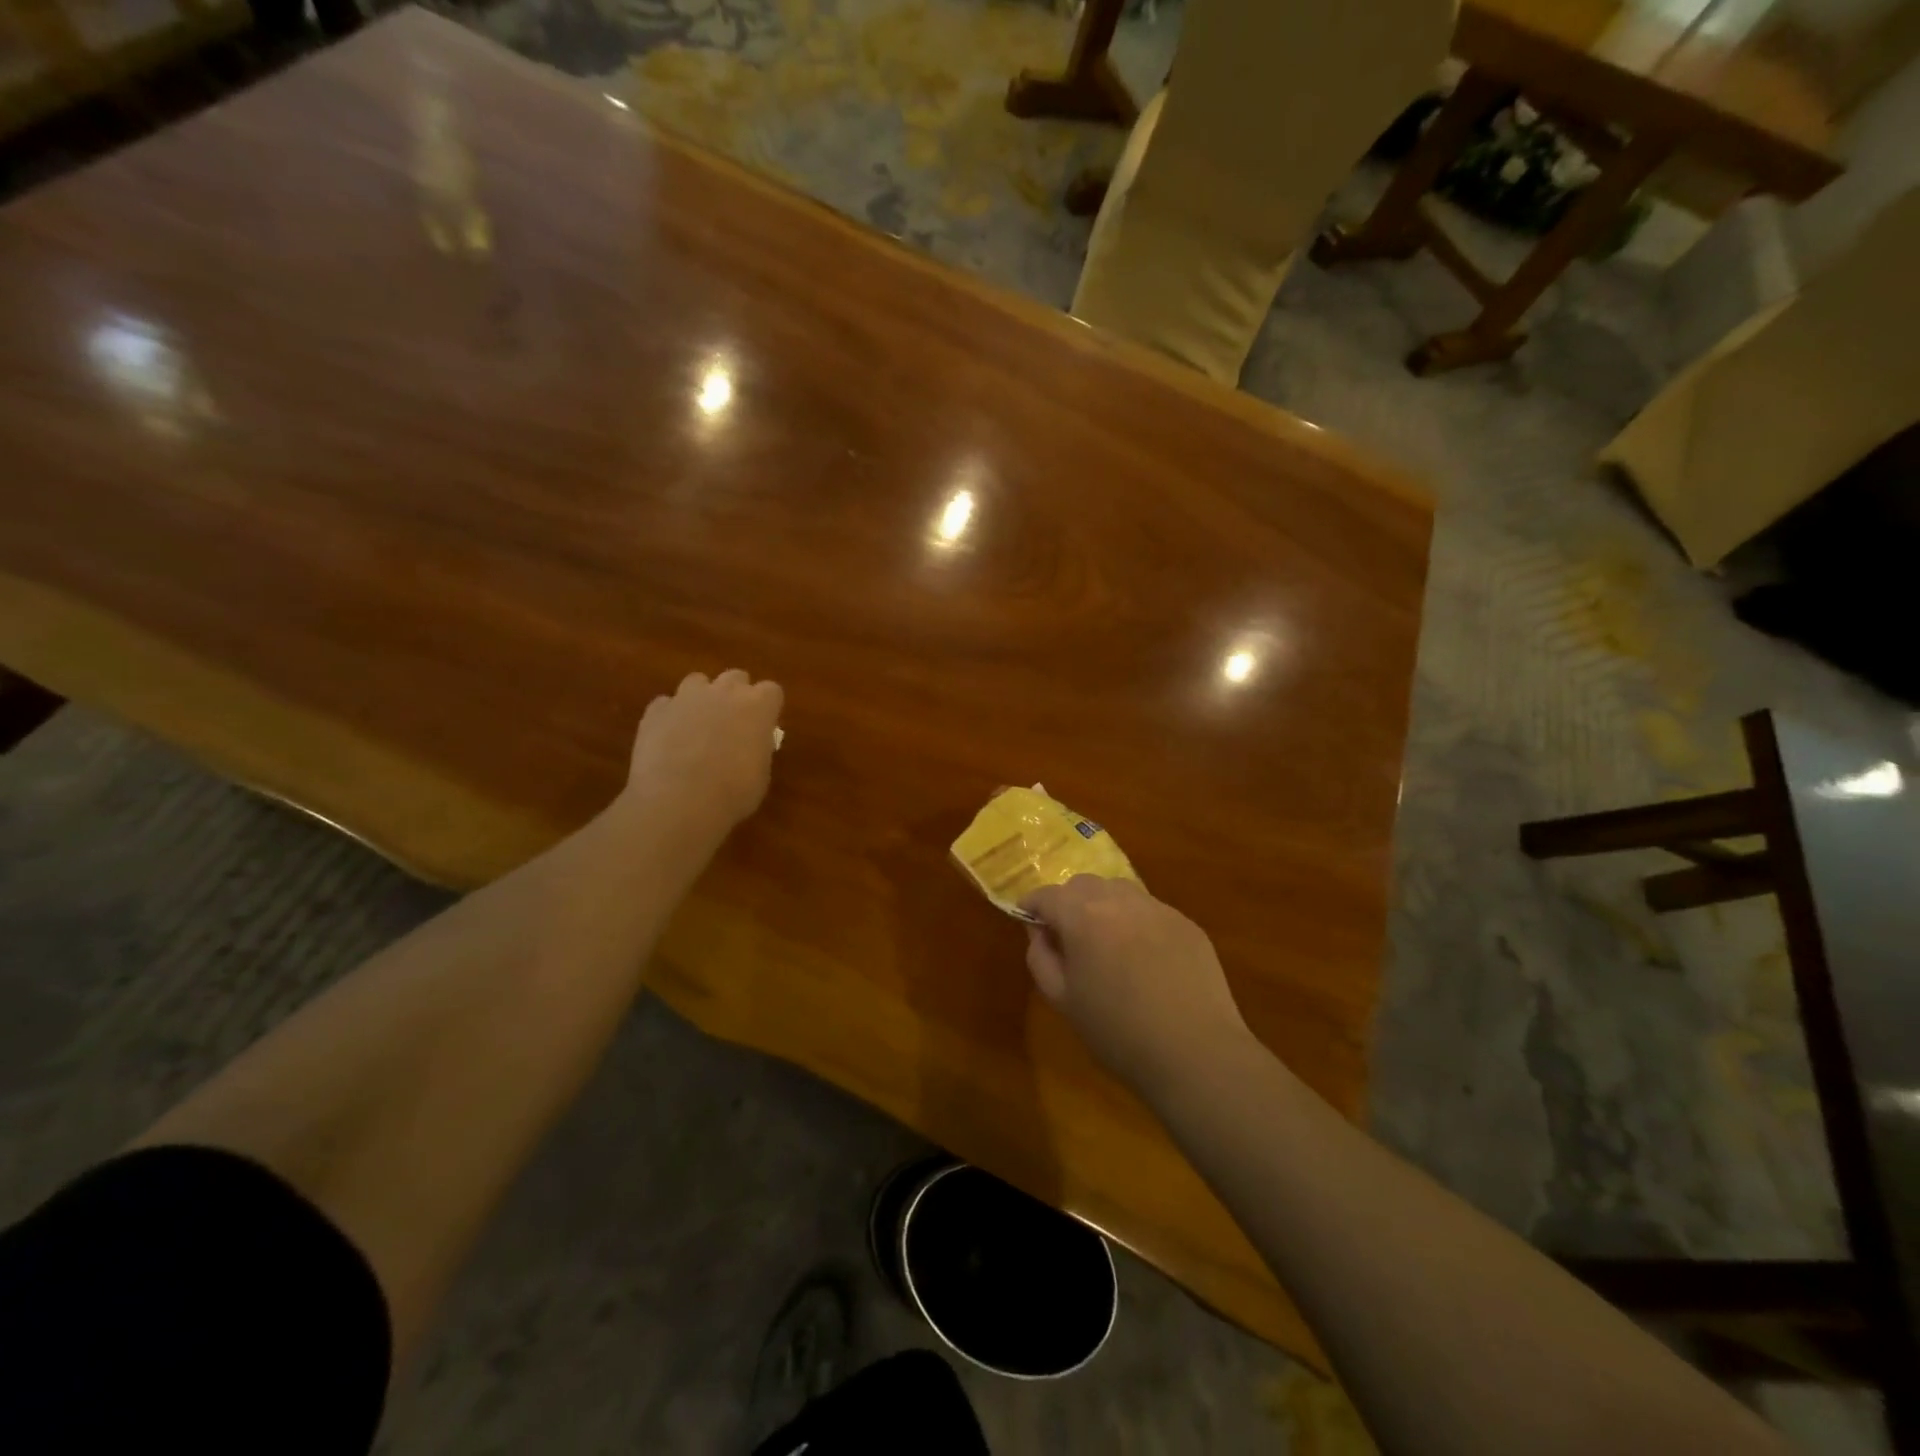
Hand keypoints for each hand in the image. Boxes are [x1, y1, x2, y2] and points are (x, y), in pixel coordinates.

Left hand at [617, 669, 783, 842]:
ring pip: (698, 682)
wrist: (678, 802)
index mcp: (758, 706)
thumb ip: (758, 749)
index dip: (767, 708)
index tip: (763, 726)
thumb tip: (751, 745)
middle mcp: (724, 692)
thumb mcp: (760, 775)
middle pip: (736, 677)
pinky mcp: (656, 710)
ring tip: (698, 726)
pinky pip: (666, 704)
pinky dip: (670, 716)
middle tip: (733, 723)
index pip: (771, 691)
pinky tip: (669, 739)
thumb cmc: (732, 793)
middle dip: (736, 695)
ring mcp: (687, 697)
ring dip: (701, 699)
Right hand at [1021, 876, 1251, 1096]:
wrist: (1196, 1053)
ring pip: (1119, 891)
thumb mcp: (1063, 1000)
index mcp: (1082, 915)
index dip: (1032, 906)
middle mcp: (1120, 900)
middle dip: (1068, 903)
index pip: (1047, 895)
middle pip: (1083, 885)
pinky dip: (1137, 923)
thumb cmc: (1118, 1032)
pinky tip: (1145, 959)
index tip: (1027, 921)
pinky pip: (1150, 911)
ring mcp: (1158, 908)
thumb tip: (1040, 933)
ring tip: (1107, 944)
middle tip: (1068, 936)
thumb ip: (1041, 958)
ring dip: (1104, 907)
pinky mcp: (1187, 924)